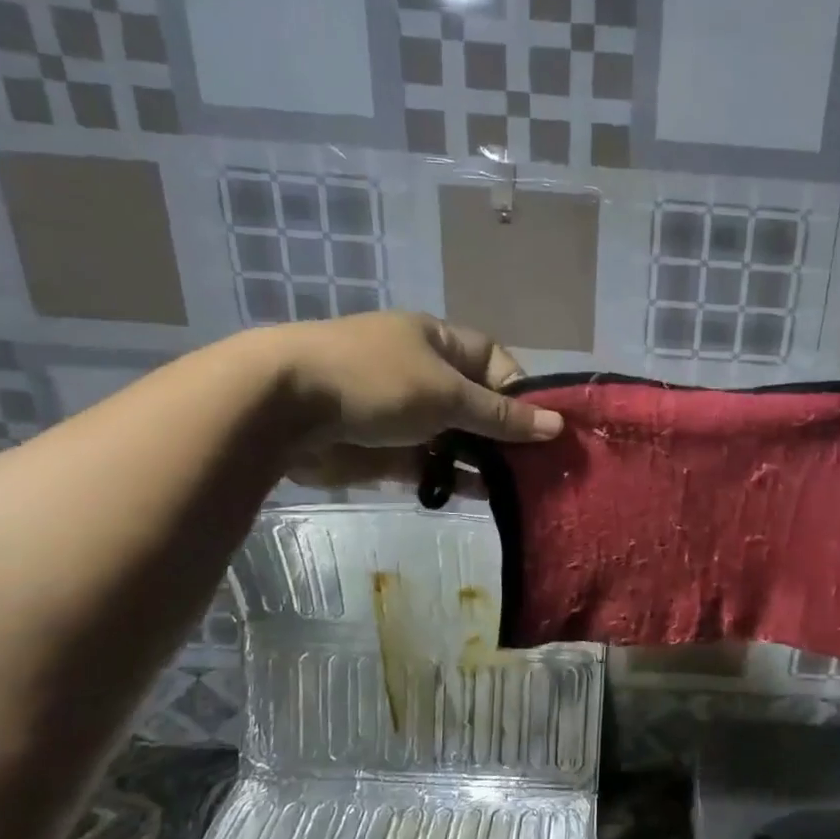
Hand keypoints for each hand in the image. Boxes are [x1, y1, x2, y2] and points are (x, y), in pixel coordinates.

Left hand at [263, 312, 561, 487]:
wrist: (283, 407)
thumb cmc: (375, 381)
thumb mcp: (448, 394)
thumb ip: (502, 416)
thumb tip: (557, 426)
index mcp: (437, 341)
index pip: (494, 361)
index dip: (521, 390)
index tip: (542, 425)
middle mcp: (422, 373)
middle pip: (477, 404)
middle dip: (507, 433)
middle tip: (540, 465)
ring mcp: (402, 413)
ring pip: (456, 438)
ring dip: (483, 460)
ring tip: (518, 488)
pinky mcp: (384, 449)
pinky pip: (430, 464)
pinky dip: (453, 478)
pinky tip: (482, 497)